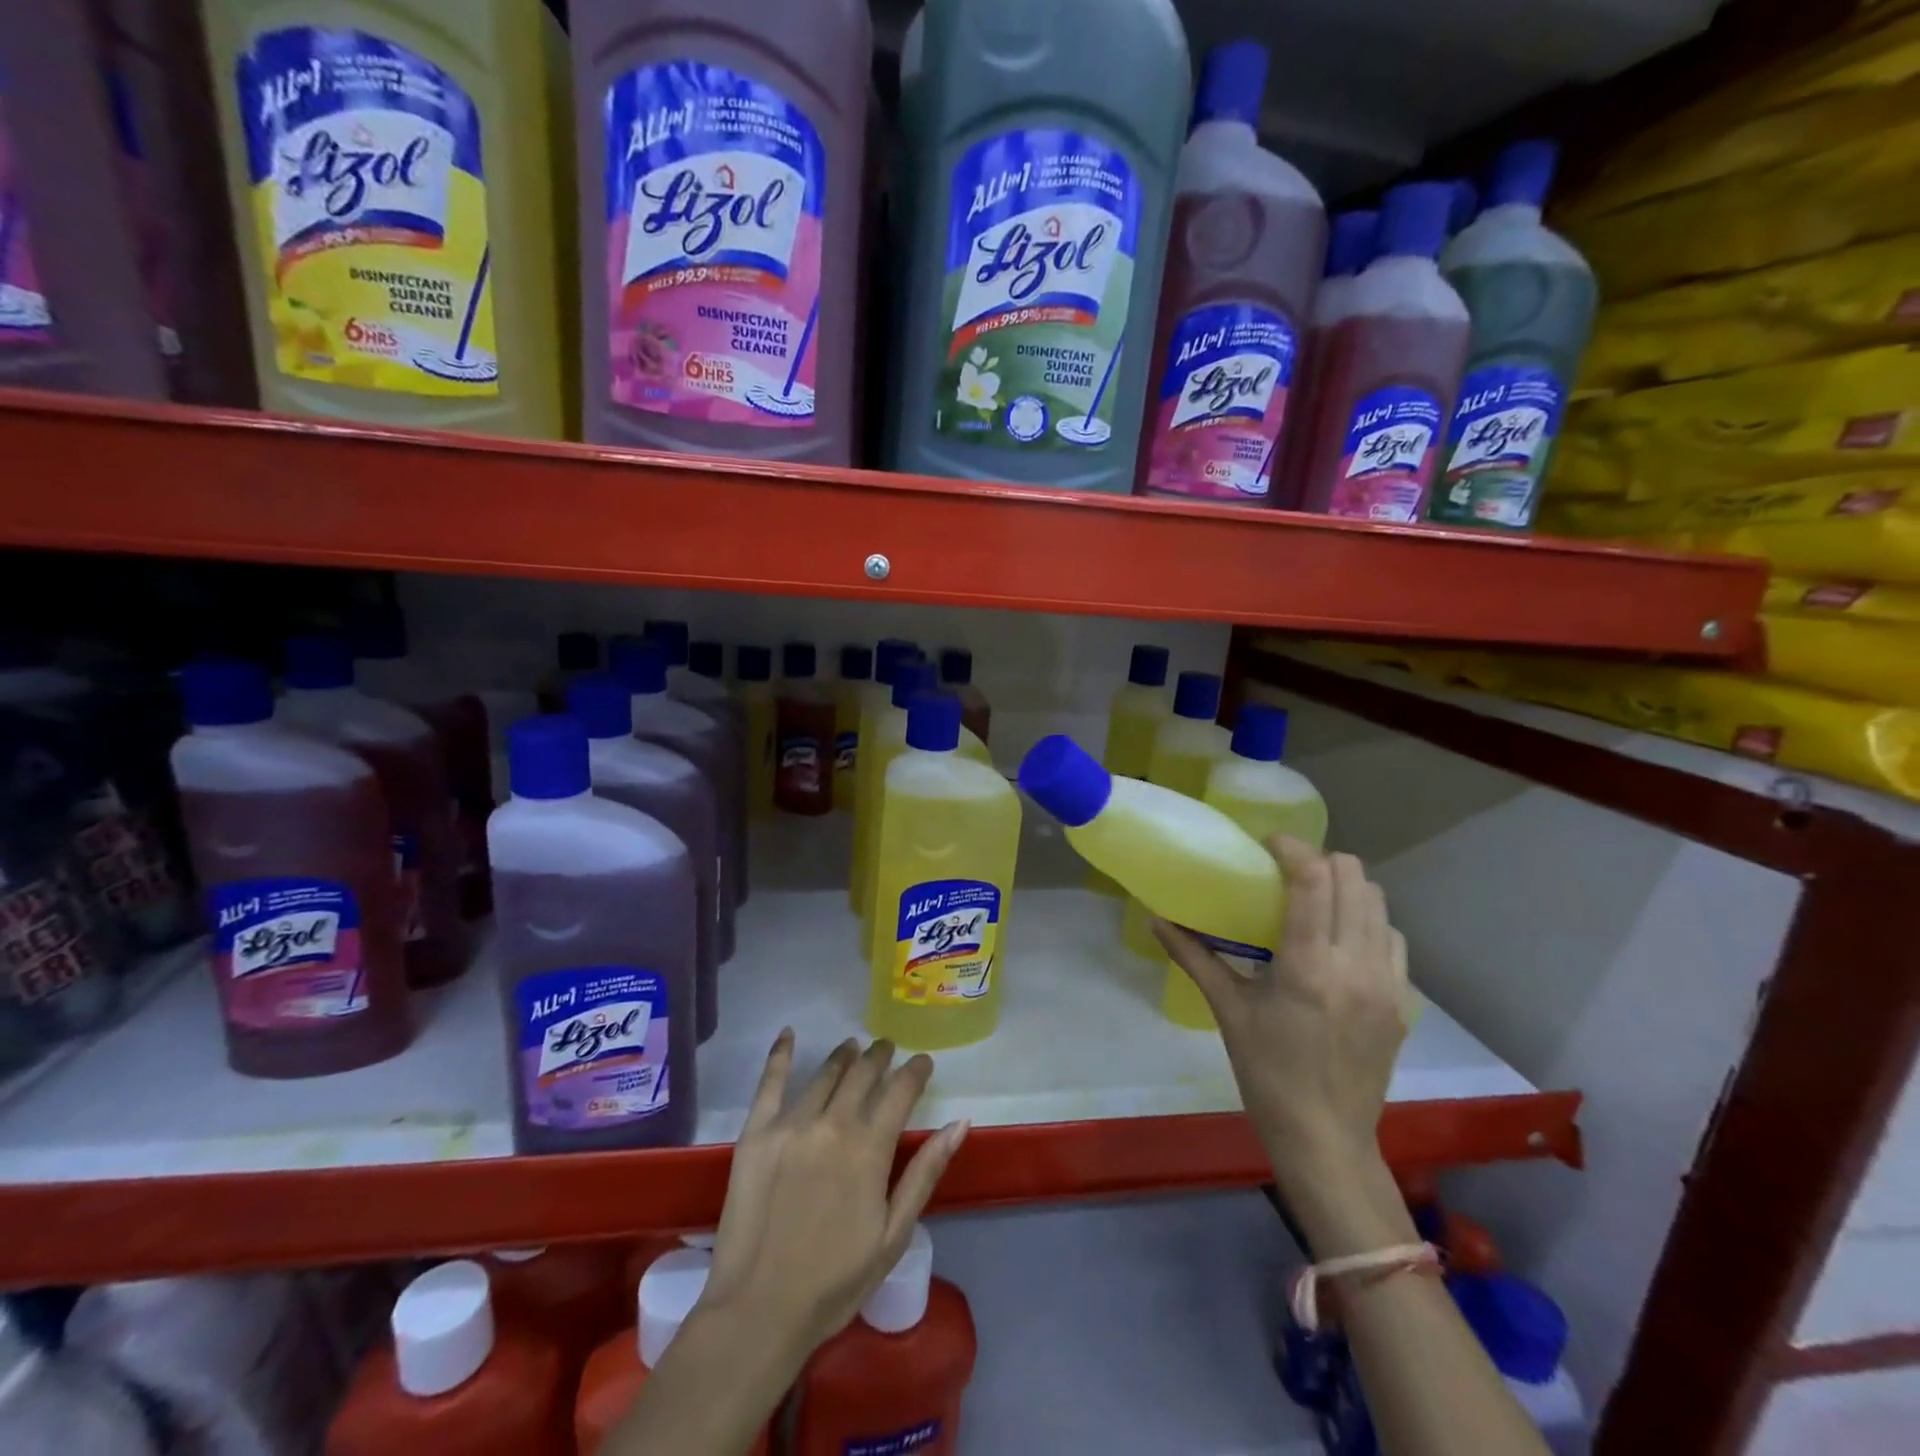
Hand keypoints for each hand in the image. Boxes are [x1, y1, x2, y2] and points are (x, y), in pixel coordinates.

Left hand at [699, 1032, 968, 1358]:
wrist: (759, 1310)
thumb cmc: (835, 1281)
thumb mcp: (893, 1234)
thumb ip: (925, 1172)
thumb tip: (960, 1122)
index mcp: (869, 1148)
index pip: (901, 1090)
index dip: (916, 1071)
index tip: (924, 1062)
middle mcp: (833, 1123)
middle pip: (863, 1073)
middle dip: (881, 1056)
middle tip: (888, 1049)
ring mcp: (791, 1124)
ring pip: (825, 1073)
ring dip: (844, 1055)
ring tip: (853, 1048)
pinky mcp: (756, 1132)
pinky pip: (770, 1082)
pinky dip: (779, 1054)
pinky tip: (787, 1034)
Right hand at [1153, 837, 1410, 1199]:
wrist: (1326, 1138)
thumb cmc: (1266, 1073)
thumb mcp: (1228, 1010)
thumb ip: (1193, 956)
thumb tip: (1155, 917)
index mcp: (1308, 967)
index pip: (1313, 880)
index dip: (1292, 847)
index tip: (1268, 843)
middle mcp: (1356, 965)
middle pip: (1354, 877)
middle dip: (1320, 860)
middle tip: (1288, 870)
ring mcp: (1387, 983)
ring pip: (1378, 902)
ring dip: (1346, 887)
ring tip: (1316, 899)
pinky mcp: (1403, 1000)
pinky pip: (1392, 937)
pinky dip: (1367, 921)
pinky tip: (1342, 940)